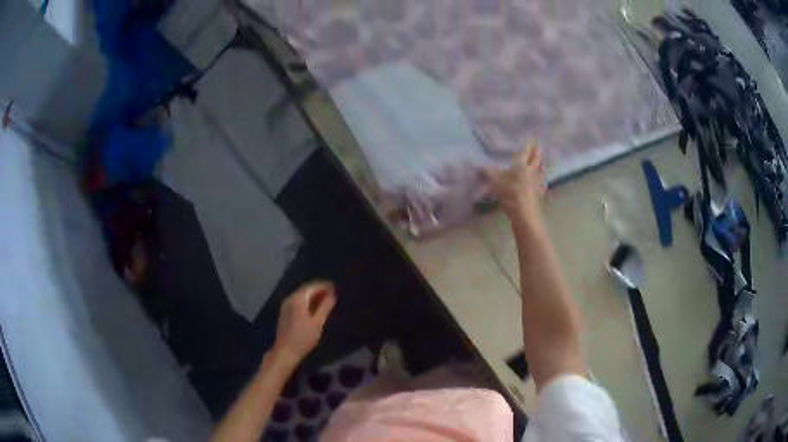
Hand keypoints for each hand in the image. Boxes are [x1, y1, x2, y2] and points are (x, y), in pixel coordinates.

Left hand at [272, 282, 336, 365]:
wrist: (285, 351)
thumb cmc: (303, 338)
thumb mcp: (317, 323)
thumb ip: (325, 307)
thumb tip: (332, 295)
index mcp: (298, 299)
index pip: (312, 286)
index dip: (324, 285)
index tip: (335, 287)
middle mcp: (290, 298)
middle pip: (306, 289)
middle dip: (319, 289)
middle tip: (333, 292)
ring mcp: (286, 305)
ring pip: (302, 295)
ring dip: (314, 295)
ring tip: (327, 299)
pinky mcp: (285, 312)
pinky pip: (298, 301)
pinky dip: (308, 301)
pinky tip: (315, 307)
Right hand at [483, 141, 546, 226]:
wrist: (524, 214)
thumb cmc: (510, 194)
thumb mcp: (496, 183)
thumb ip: (490, 173)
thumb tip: (480, 166)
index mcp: (522, 166)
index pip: (525, 153)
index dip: (528, 145)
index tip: (531, 139)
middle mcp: (531, 171)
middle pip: (535, 159)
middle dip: (537, 152)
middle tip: (539, 146)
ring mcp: (537, 182)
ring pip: (540, 170)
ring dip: (540, 164)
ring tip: (541, 161)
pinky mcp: (539, 193)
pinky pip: (541, 181)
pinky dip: (541, 178)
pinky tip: (541, 180)